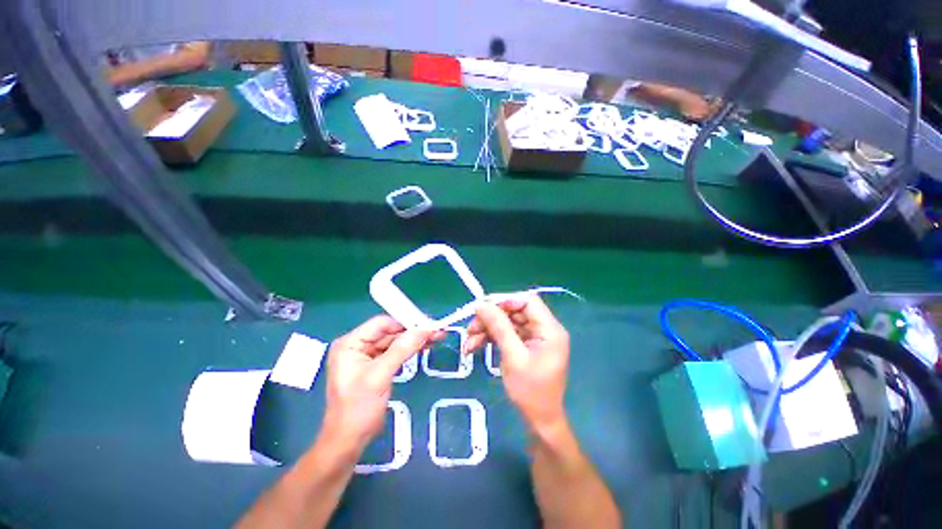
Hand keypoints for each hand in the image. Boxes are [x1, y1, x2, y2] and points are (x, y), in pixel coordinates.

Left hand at [318, 316, 441, 452]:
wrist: (349, 441)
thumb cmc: (358, 410)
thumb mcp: (379, 376)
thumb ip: (401, 350)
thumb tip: (424, 329)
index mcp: (351, 343)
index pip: (381, 323)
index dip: (405, 322)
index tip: (427, 323)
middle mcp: (359, 345)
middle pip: (390, 331)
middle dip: (414, 331)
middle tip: (437, 330)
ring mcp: (368, 355)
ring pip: (396, 340)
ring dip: (416, 339)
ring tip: (437, 336)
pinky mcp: (377, 365)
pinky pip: (396, 351)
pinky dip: (411, 349)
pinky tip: (426, 346)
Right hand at [464, 295, 569, 430]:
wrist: (538, 420)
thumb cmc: (531, 391)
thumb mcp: (513, 357)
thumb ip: (499, 327)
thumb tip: (482, 305)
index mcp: (549, 329)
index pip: (528, 301)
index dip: (506, 300)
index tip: (483, 307)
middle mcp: (543, 328)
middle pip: (514, 311)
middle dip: (491, 317)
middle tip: (470, 327)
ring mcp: (533, 336)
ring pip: (507, 322)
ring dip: (487, 328)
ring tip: (468, 341)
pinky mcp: (524, 344)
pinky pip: (505, 333)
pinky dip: (490, 337)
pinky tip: (474, 346)